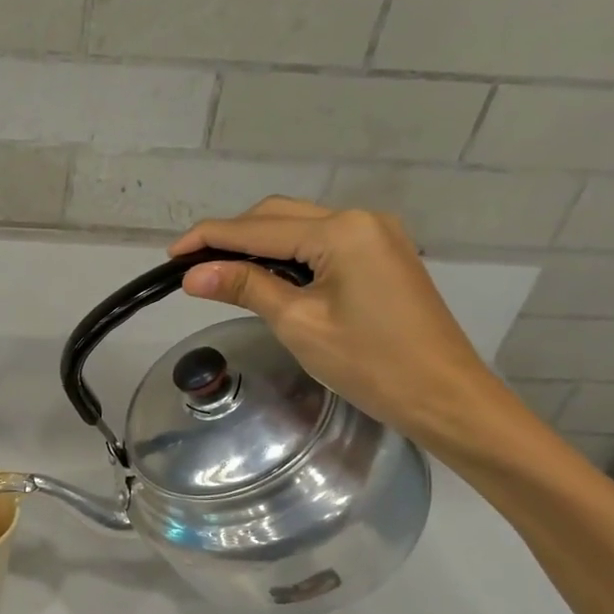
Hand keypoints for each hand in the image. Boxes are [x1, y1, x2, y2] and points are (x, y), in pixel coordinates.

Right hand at [170, 198, 518, 453]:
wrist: (444, 396)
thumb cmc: (370, 364)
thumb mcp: (298, 323)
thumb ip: (246, 287)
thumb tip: (192, 274)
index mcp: (341, 231)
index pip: (257, 228)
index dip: (209, 238)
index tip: (169, 255)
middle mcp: (360, 218)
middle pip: (278, 216)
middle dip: (231, 236)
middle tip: (191, 266)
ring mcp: (376, 235)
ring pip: (300, 227)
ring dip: (258, 244)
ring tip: (219, 272)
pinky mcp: (382, 255)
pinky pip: (322, 243)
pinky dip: (287, 255)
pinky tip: (265, 275)